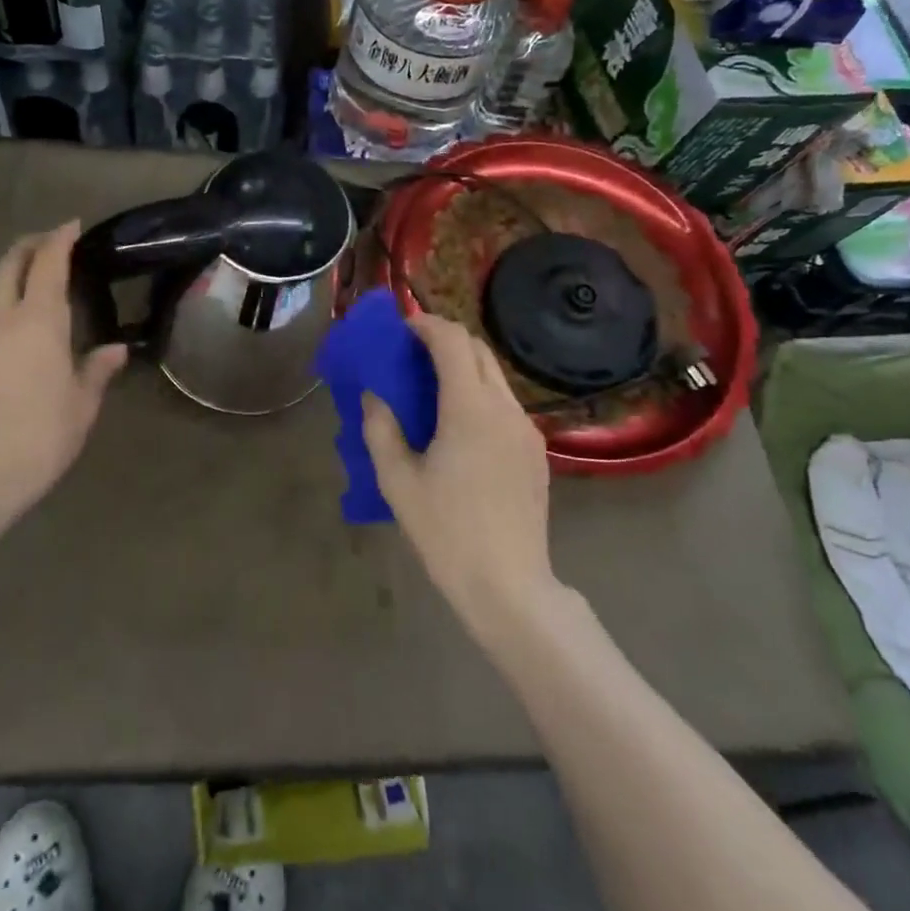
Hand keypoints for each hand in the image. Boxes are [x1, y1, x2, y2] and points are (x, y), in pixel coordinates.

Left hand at [0, 221, 126, 527]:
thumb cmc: (42, 434)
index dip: (60, 239)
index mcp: (38, 321)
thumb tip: (116, 350)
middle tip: (55, 241)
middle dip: (31, 244)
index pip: (48, 264)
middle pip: (11, 264)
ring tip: (42, 275)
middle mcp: (4, 318)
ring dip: (16, 270)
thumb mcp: (83, 402)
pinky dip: (7, 296)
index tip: (73, 224)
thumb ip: (98, 369)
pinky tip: (24, 317)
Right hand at [362, 312, 560, 638]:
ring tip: (432, 389)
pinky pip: (505, 404)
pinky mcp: (536, 451)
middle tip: (412, 354)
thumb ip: (381, 428)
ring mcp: (526, 429)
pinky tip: (459, 426)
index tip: (403, 328)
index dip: (427, 325)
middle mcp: (504, 407)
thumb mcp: (398, 481)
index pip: (453, 341)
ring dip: (464, 367)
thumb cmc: (446, 531)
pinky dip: (480, 394)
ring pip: (495, 376)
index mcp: (470, 408)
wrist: (509, 585)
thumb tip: (374, 396)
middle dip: (445, 340)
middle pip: (478, 350)